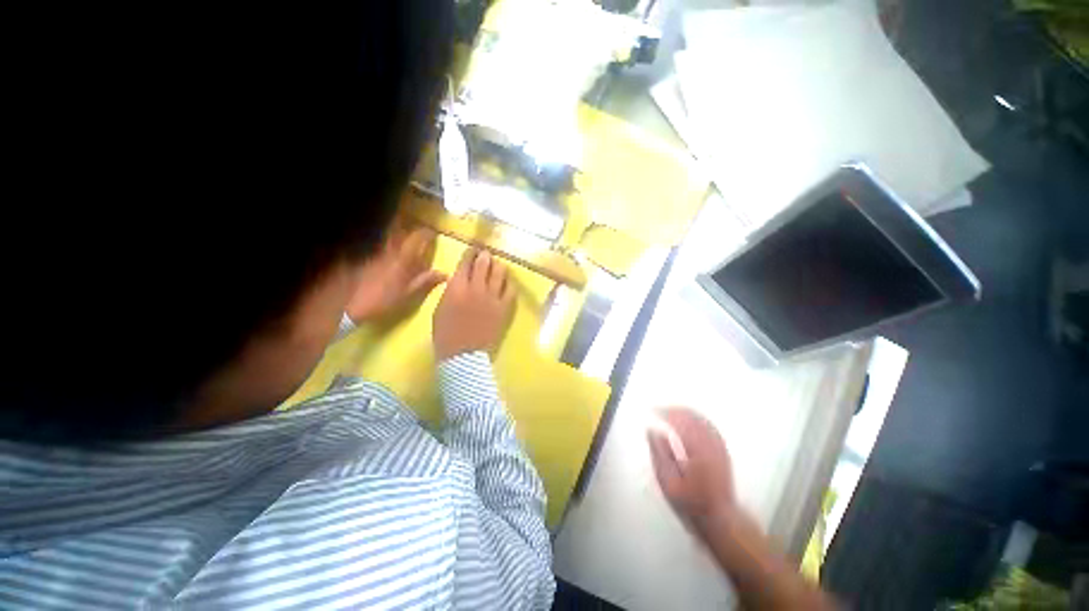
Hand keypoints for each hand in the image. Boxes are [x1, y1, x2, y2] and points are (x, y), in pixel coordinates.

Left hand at [345, 227, 446, 323]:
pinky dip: (382, 241)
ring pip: (387, 234)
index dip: (426, 233)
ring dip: (395, 230)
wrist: (354, 304)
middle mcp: (390, 249)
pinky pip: (376, 243)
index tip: (432, 234)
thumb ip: (424, 281)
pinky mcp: (366, 254)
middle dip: (408, 224)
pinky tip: (383, 247)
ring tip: (400, 233)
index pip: (417, 237)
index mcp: (402, 258)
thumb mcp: (406, 295)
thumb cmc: (383, 302)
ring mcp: (376, 250)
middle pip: (400, 228)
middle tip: (415, 228)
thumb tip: (444, 273)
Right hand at [433, 248, 514, 359]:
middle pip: (484, 262)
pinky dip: (508, 283)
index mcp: (456, 287)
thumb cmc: (445, 335)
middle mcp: (476, 288)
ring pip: (500, 272)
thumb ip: (449, 291)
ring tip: (496, 266)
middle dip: (484, 256)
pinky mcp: (504, 309)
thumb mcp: (439, 308)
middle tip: (485, 255)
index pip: (466, 262)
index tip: (472, 250)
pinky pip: (510, 289)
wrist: (463, 357)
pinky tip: (505, 283)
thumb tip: (457, 279)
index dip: (470, 253)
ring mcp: (493, 298)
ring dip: (497, 266)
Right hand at [648, 407, 737, 533]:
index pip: (680, 420)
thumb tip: (652, 432)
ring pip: (703, 419)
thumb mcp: (668, 483)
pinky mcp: (723, 451)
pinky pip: (710, 427)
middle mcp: (711, 442)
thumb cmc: (691, 502)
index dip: (665, 412)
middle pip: (693, 416)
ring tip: (672, 414)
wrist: (716, 514)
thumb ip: (659, 454)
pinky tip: (691, 425)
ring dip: (687, 414)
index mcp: (697, 447)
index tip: (653, 410)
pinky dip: (697, 421)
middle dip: (676, 410)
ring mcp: (720, 445)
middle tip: (660, 410)